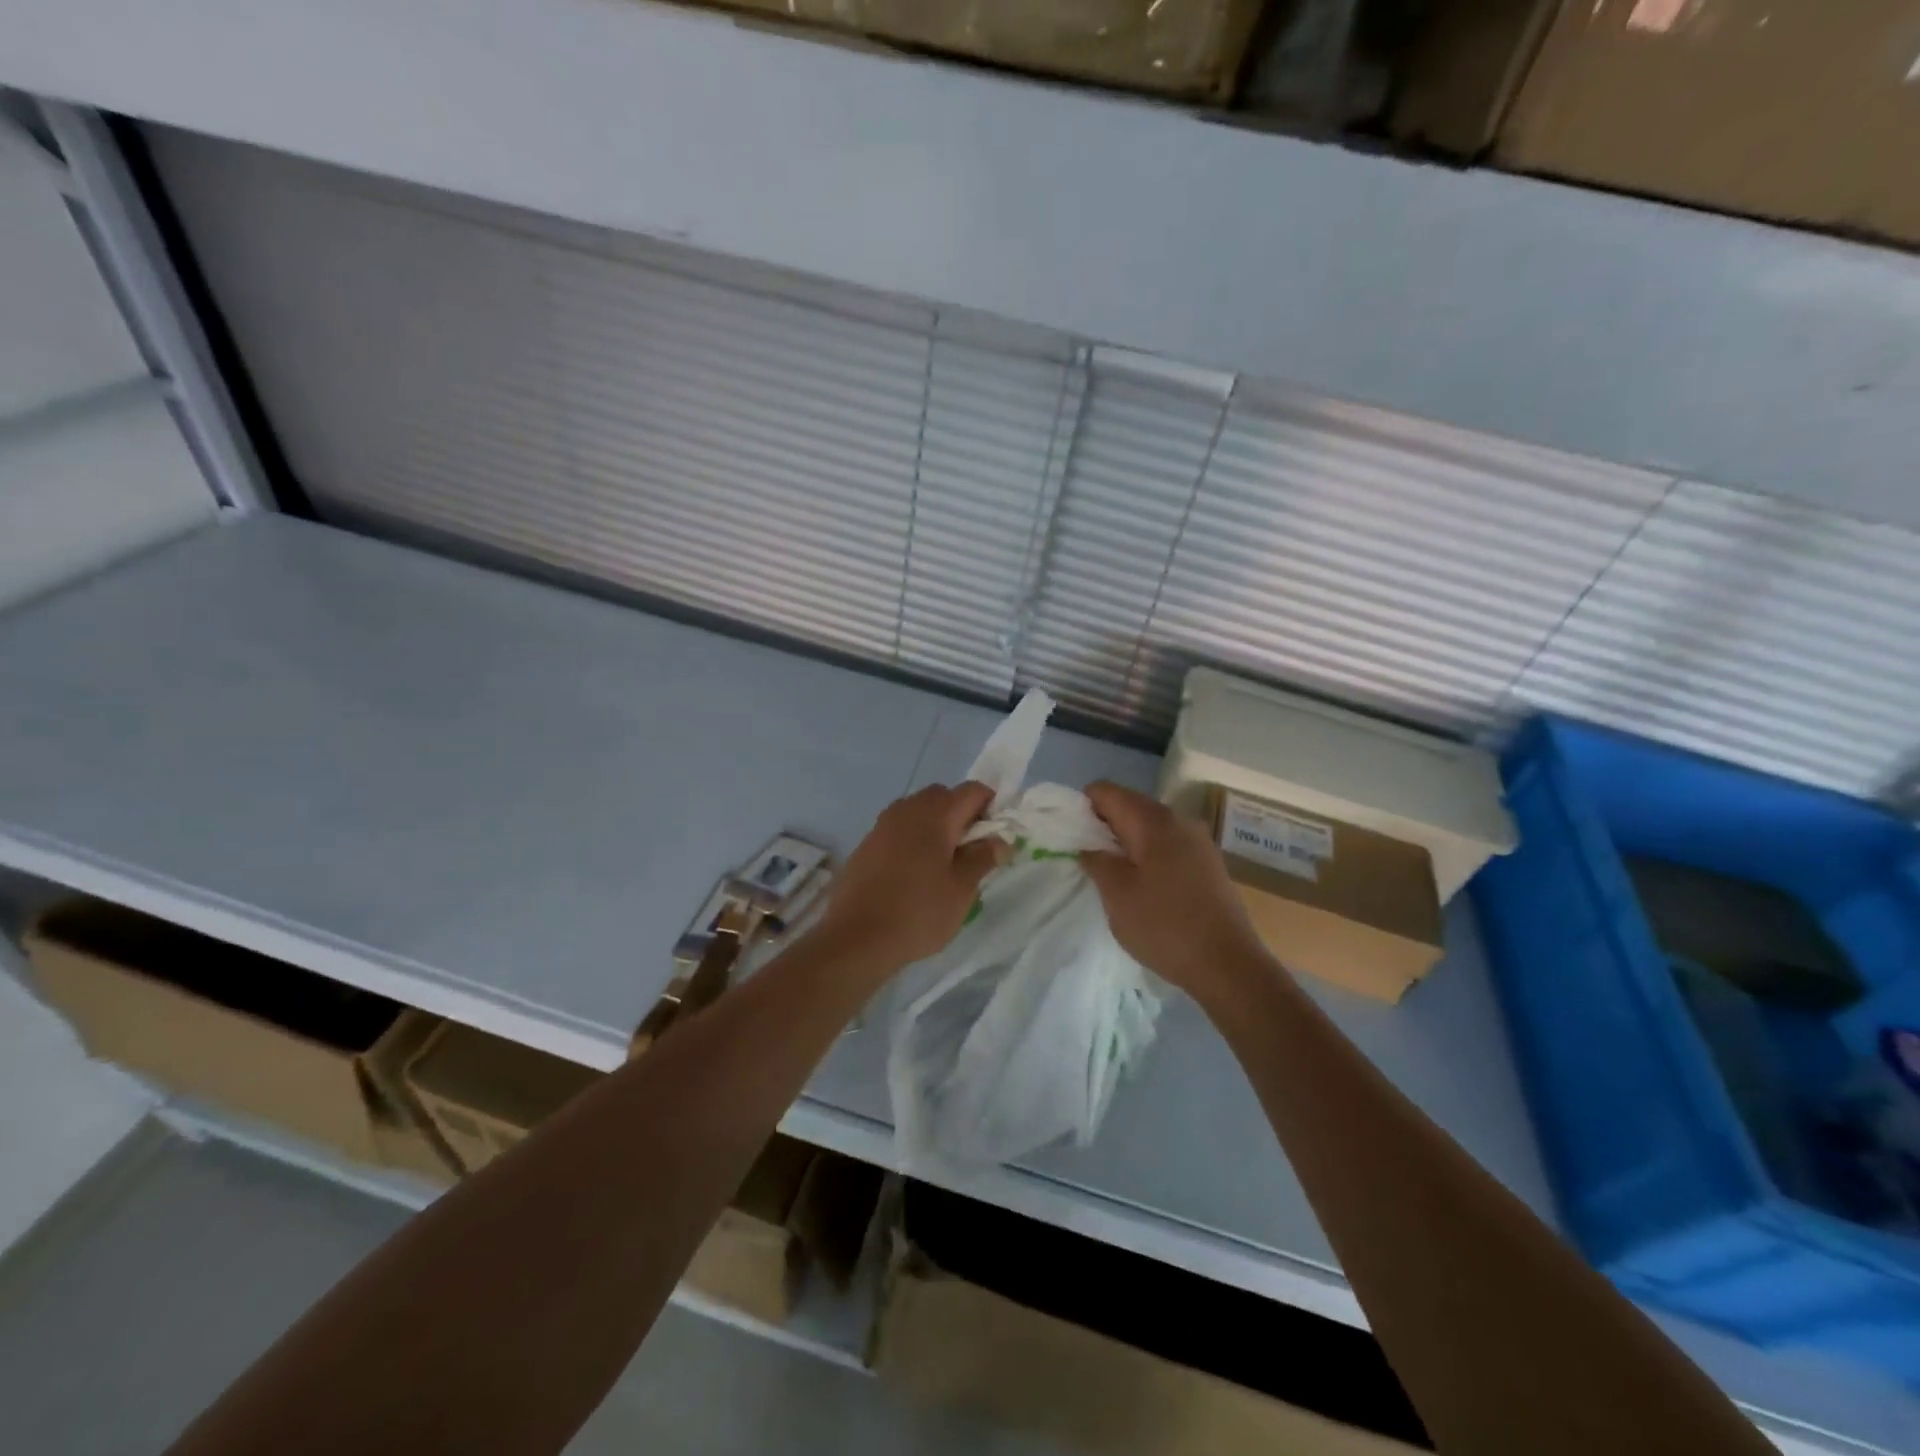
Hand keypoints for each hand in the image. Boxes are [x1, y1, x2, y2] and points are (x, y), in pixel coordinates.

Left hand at [814, 782, 1004, 971]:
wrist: (855, 938)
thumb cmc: (918, 912)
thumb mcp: (961, 889)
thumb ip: (983, 857)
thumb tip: (1000, 839)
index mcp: (936, 813)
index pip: (973, 790)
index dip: (991, 808)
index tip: (994, 839)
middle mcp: (907, 809)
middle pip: (944, 796)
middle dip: (962, 816)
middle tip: (970, 853)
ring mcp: (883, 824)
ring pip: (919, 811)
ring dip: (936, 827)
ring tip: (942, 866)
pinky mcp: (867, 843)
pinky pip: (899, 829)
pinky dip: (913, 840)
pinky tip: (914, 875)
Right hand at [1079, 781, 1272, 1006]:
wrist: (1228, 965)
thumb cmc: (1164, 926)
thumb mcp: (1116, 894)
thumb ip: (1096, 860)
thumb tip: (1089, 845)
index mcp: (1153, 820)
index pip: (1107, 791)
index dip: (1082, 806)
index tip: (1071, 836)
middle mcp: (1179, 821)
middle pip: (1130, 806)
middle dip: (1104, 825)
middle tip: (1087, 859)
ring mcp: (1199, 842)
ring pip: (1150, 828)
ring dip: (1127, 843)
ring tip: (1112, 876)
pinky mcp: (1209, 865)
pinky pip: (1168, 847)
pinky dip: (1148, 856)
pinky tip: (1143, 887)